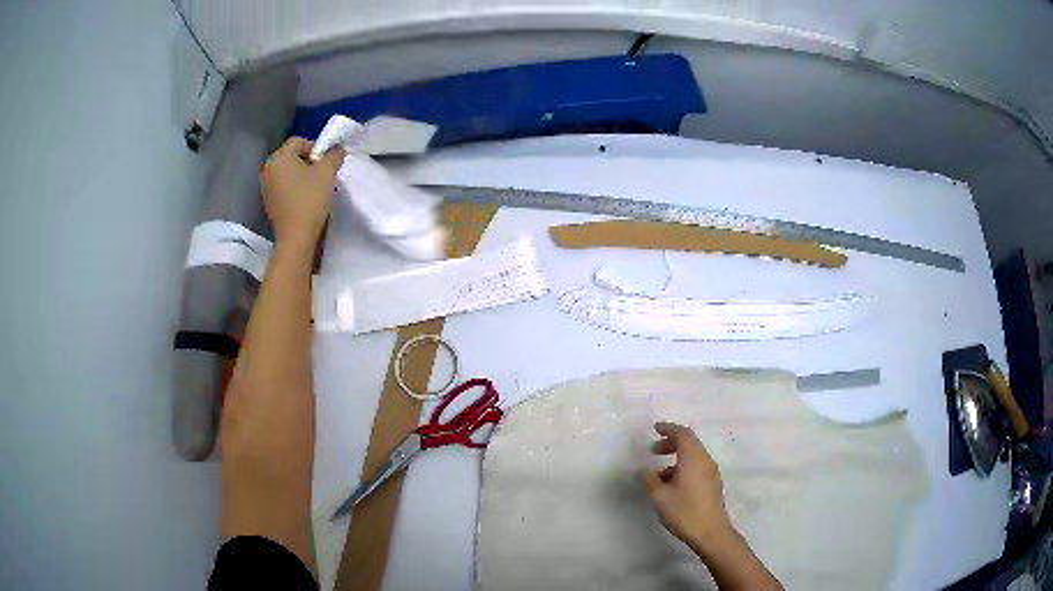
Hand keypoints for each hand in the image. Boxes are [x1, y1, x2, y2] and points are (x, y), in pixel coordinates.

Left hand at [259, 138, 344, 246]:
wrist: (296, 236)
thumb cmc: (310, 199)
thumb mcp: (328, 172)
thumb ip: (334, 155)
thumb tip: (337, 149)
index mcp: (279, 157)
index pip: (299, 141)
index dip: (316, 148)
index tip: (326, 163)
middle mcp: (268, 168)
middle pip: (292, 156)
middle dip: (308, 162)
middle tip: (322, 175)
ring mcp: (266, 186)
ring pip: (287, 172)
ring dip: (301, 176)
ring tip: (314, 188)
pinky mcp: (268, 202)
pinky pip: (283, 186)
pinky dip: (293, 188)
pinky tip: (304, 200)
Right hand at [640, 422, 733, 552]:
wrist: (711, 533)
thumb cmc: (685, 512)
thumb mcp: (660, 497)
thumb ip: (649, 480)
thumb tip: (642, 469)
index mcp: (694, 459)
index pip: (683, 434)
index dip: (669, 429)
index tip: (655, 428)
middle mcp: (705, 461)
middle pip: (689, 443)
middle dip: (671, 443)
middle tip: (653, 450)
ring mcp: (711, 473)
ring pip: (693, 456)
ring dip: (676, 457)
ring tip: (658, 473)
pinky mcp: (712, 484)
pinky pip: (697, 466)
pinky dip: (683, 467)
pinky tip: (671, 484)